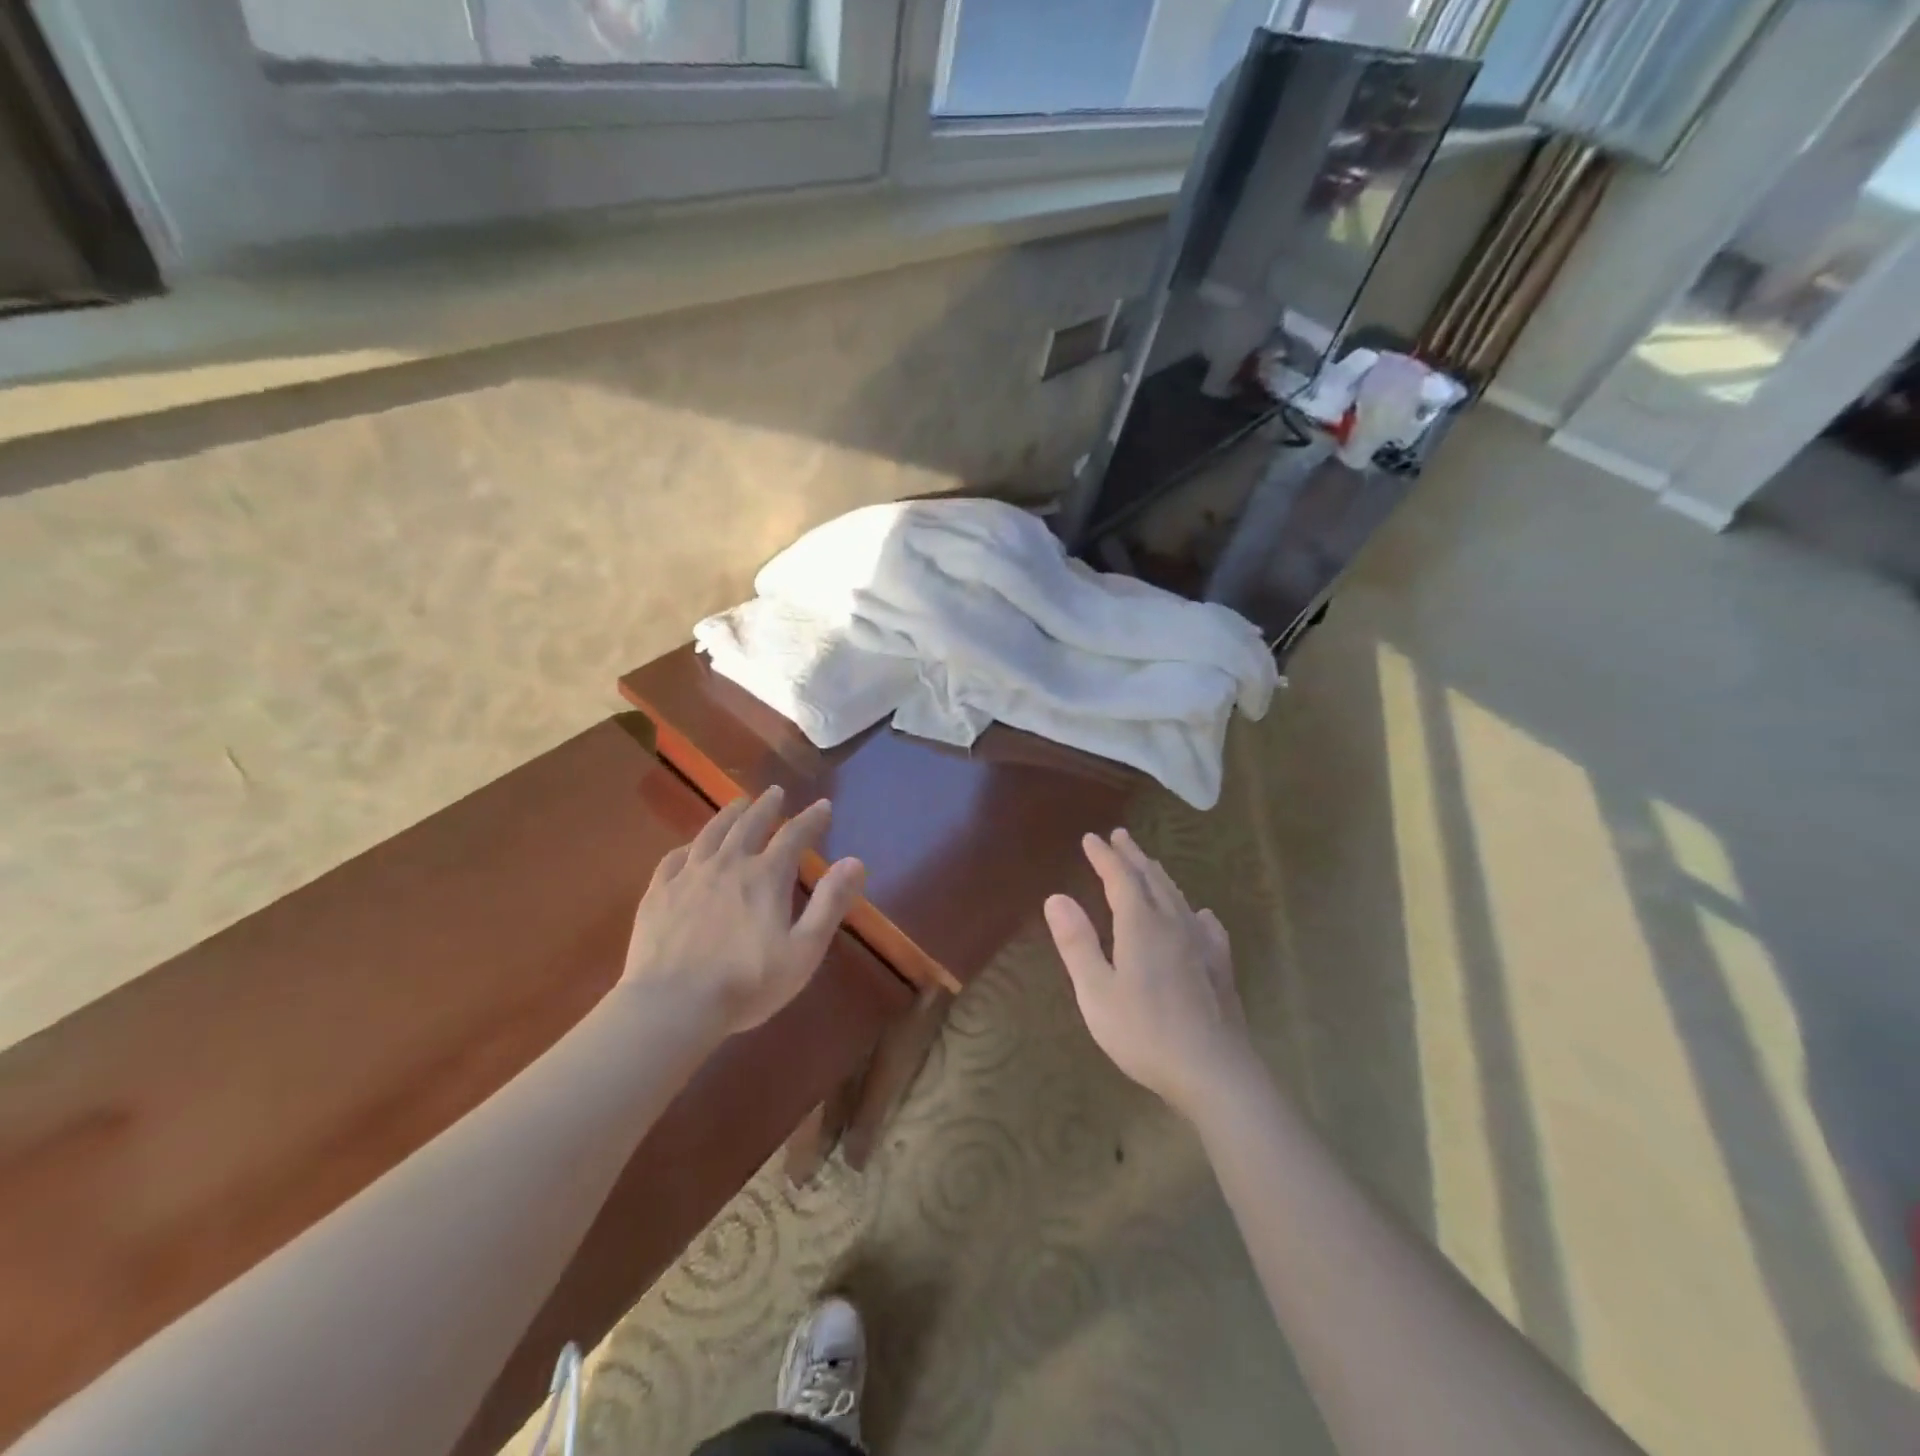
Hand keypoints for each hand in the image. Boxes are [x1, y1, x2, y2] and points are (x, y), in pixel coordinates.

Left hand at [621, 786, 866, 1036]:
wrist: (672, 1006)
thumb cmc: (747, 984)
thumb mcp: (804, 950)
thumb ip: (831, 903)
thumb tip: (856, 861)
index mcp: (766, 877)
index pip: (794, 835)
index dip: (811, 818)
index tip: (823, 805)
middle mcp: (728, 864)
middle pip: (750, 824)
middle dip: (766, 806)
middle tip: (775, 791)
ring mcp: (689, 876)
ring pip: (712, 833)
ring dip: (729, 815)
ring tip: (738, 804)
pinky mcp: (658, 893)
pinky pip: (674, 858)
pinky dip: (688, 846)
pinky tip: (690, 847)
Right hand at [1044, 828, 1256, 1120]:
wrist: (1214, 1071)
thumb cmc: (1145, 1033)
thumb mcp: (1096, 992)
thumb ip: (1077, 943)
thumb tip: (1056, 897)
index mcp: (1141, 926)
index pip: (1120, 878)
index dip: (1104, 857)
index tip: (1091, 838)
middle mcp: (1173, 924)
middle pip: (1152, 879)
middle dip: (1133, 856)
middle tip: (1120, 837)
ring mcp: (1201, 945)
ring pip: (1178, 898)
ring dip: (1159, 876)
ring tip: (1149, 865)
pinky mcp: (1220, 967)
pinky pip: (1206, 926)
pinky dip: (1195, 912)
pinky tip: (1201, 916)